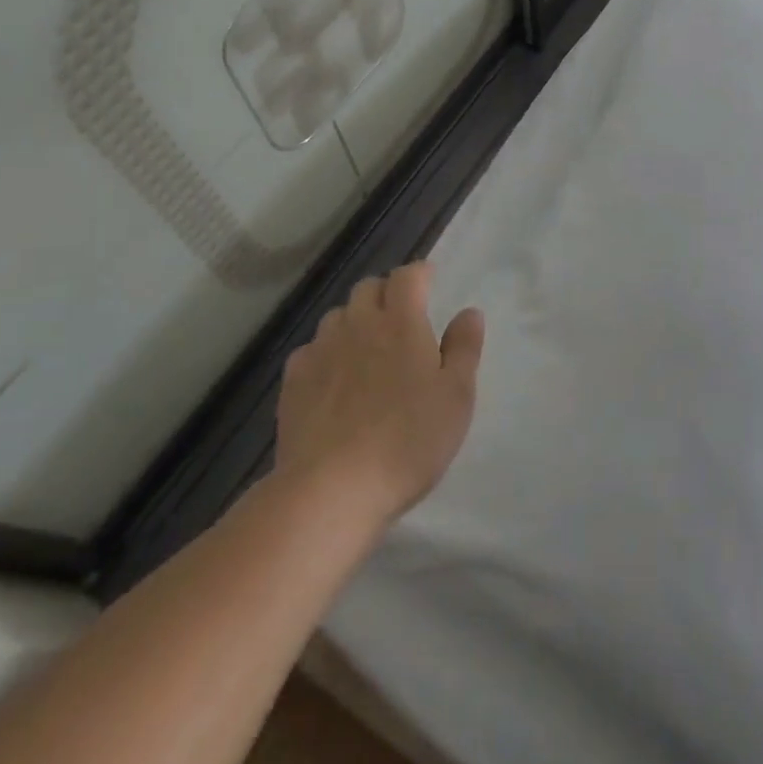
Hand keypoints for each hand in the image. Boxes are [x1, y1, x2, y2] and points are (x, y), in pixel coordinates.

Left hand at [274, 261, 483, 523]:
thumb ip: (464, 348)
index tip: (429, 281)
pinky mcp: (293, 381)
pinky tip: (334, 380)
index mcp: (401, 322)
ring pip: (338, 316)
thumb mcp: (455, 397)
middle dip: (387, 293)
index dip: (419, 274)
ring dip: (355, 321)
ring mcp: (321, 351)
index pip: (407, 276)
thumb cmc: (408, 440)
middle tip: (402, 317)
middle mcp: (358, 325)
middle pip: (368, 288)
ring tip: (368, 349)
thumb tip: (469, 312)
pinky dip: (327, 353)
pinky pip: (312, 349)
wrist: (331, 489)